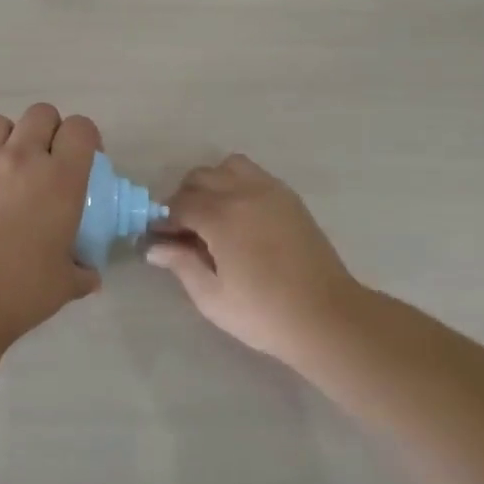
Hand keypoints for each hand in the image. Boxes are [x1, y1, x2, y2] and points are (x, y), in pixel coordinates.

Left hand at [0, 104, 103, 340]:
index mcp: (61, 179)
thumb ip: (82, 272)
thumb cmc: (22, 288)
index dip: (86, 138)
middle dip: (51, 129)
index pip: (80, 128)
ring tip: (13, 164)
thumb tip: (90, 275)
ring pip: (0, 121)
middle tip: (50, 160)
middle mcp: (23, 158)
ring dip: (12, 135)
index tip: (87, 159)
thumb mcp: (65, 283)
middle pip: (41, 113)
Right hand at [146, 154, 363, 364]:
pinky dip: (237, 184)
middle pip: (200, 178)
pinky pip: (253, 175)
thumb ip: (181, 264)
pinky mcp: (289, 198)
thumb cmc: (264, 313)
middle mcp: (243, 192)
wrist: (328, 317)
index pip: (178, 204)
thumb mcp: (212, 297)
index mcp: (221, 216)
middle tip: (184, 231)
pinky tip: (240, 216)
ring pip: (228, 167)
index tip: (159, 240)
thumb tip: (154, 247)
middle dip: (184, 199)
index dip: (164, 220)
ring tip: (213, 215)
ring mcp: (270, 191)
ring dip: (212, 184)